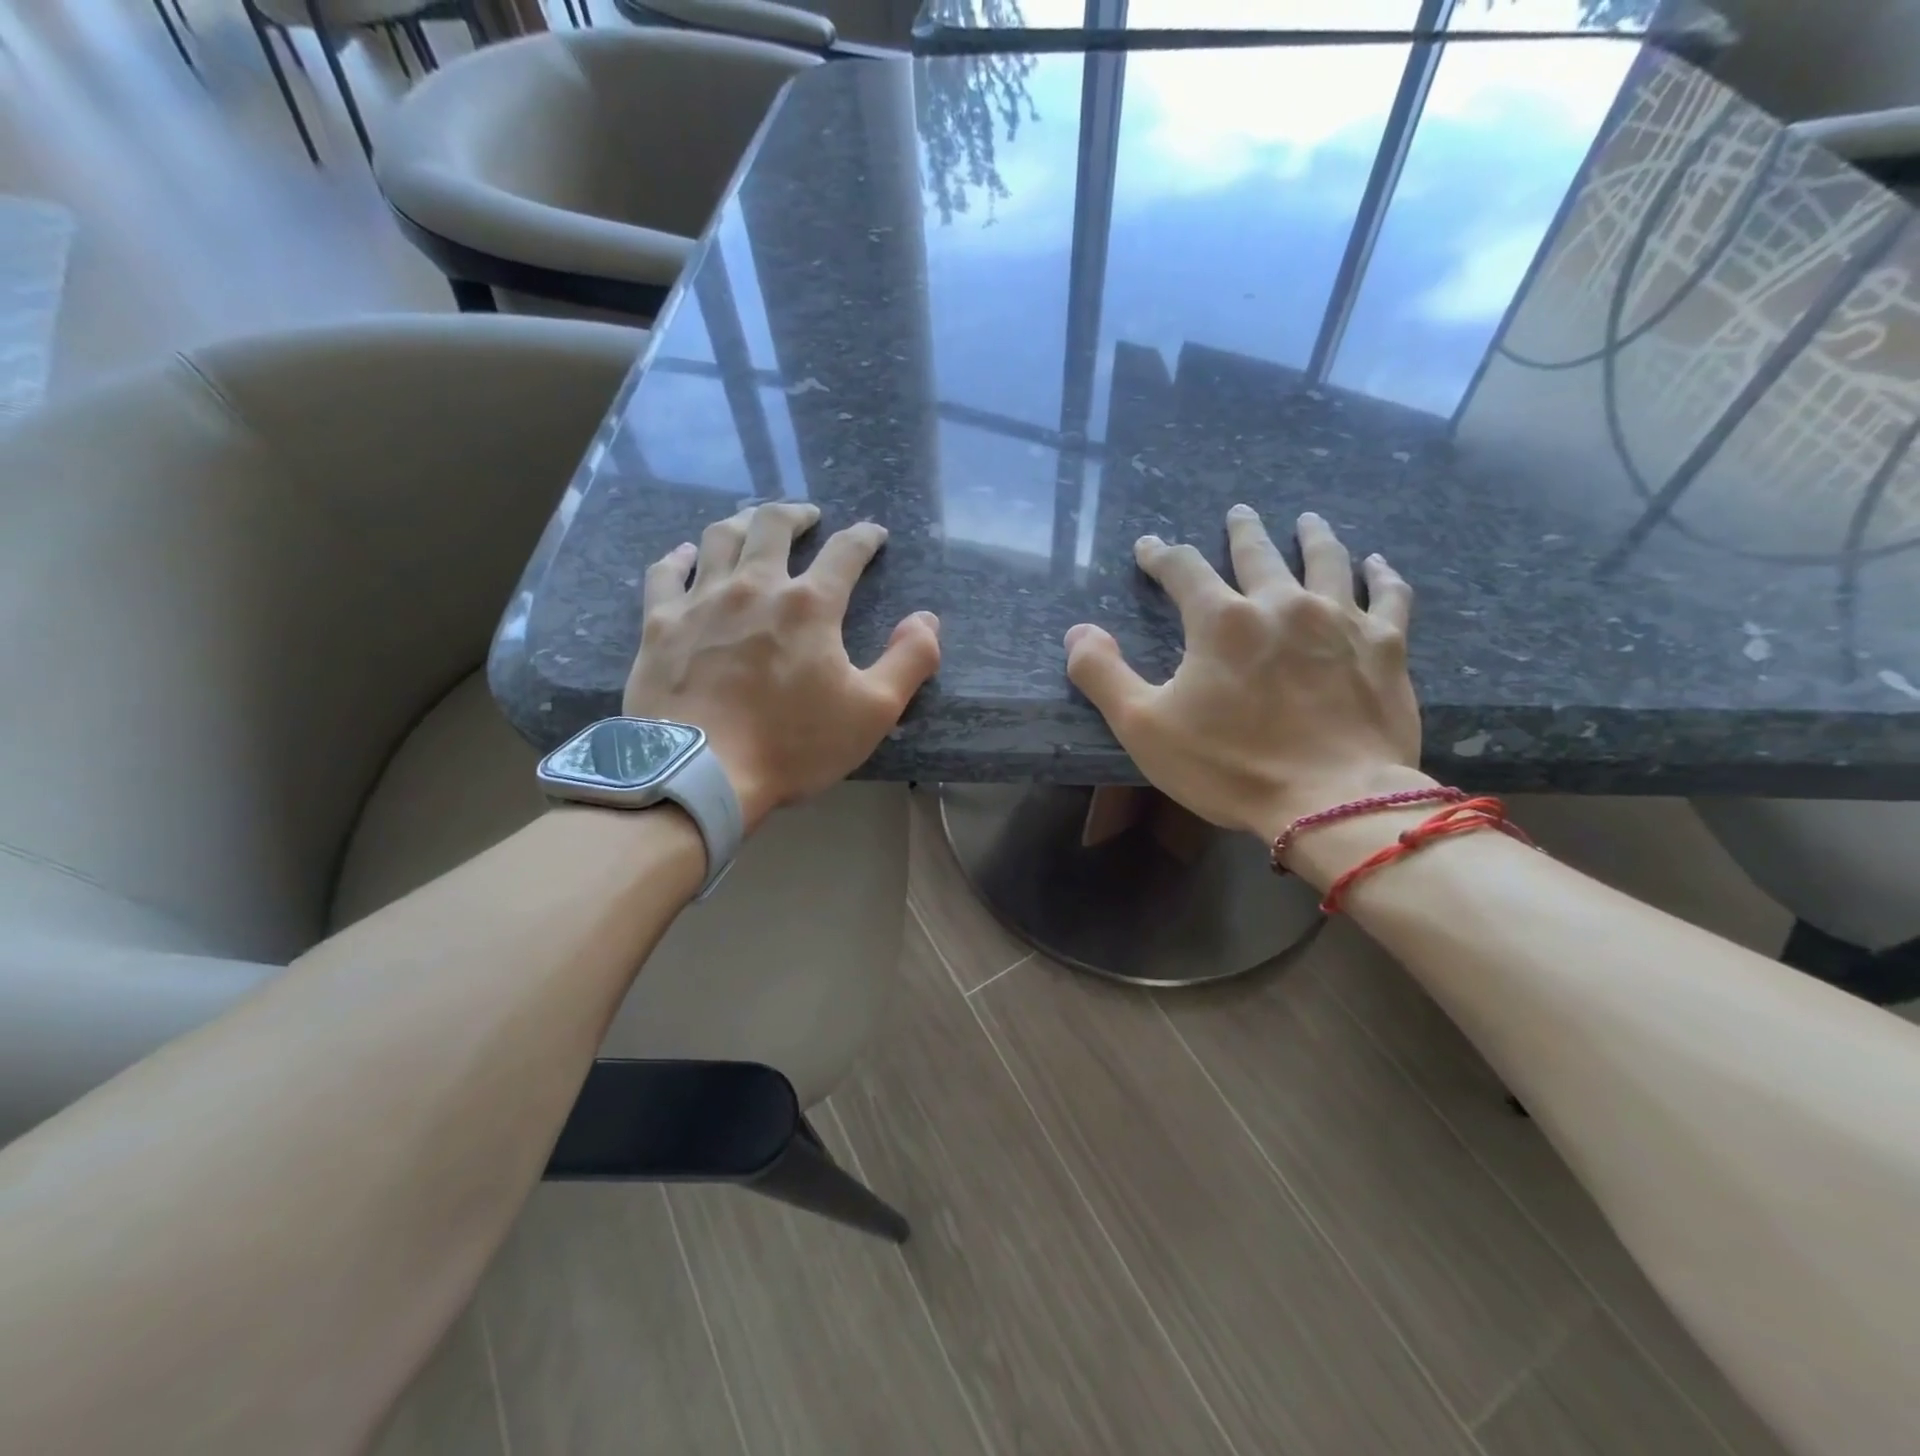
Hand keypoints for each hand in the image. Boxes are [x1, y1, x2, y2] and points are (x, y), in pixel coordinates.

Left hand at [624, 502, 940, 830]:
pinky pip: (665, 573)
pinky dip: (678, 558)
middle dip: (796, 514)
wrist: (700, 773)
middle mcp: (754, 587)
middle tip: (807, 516)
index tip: (873, 534)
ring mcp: (701, 601)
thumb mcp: (873, 711)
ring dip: (742, 522)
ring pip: (720, 537)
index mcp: (809, 606)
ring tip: (753, 523)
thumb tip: (926, 618)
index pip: (845, 552)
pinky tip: (685, 554)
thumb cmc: (792, 744)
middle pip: (773, 526)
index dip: (864, 537)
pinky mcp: (660, 624)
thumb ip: (910, 660)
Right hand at [1063, 506, 1425, 846]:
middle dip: (1242, 531)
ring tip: (1307, 520)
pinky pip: (1389, 596)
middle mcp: (1281, 604)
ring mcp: (1340, 621)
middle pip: (1257, 552)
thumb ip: (1102, 674)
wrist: (1332, 803)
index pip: (1183, 568)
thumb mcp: (1143, 727)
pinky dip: (1382, 575)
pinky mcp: (1385, 647)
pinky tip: (1378, 563)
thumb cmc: (1230, 767)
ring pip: (1325, 561)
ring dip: (1313, 536)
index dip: (1161, 555)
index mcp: (1221, 620)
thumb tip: (1078, 632)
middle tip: (1238, 513)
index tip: (1150, 548)